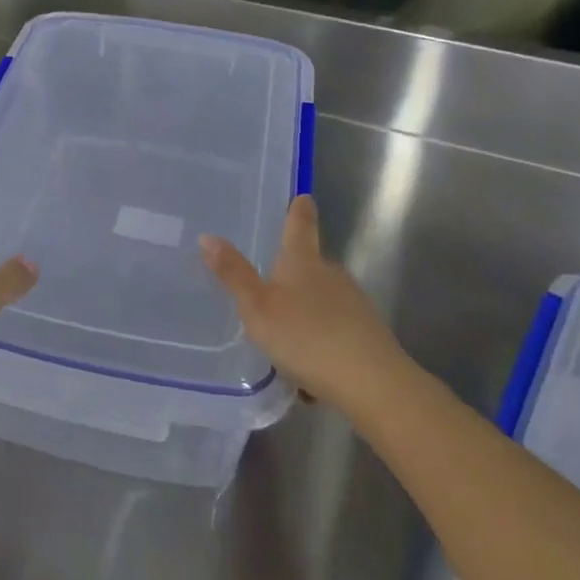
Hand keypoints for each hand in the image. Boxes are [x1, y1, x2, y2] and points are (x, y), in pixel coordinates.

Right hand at [200, 195, 400, 404]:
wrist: (372, 382)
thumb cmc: (306, 337)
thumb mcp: (258, 308)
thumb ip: (234, 275)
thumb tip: (207, 236)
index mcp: (303, 262)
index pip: (300, 226)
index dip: (299, 211)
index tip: (303, 197)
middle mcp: (331, 274)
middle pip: (311, 263)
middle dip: (294, 270)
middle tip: (270, 282)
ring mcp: (354, 302)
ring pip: (323, 297)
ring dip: (306, 308)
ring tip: (284, 332)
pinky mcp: (367, 332)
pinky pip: (335, 326)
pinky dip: (321, 336)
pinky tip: (309, 362)